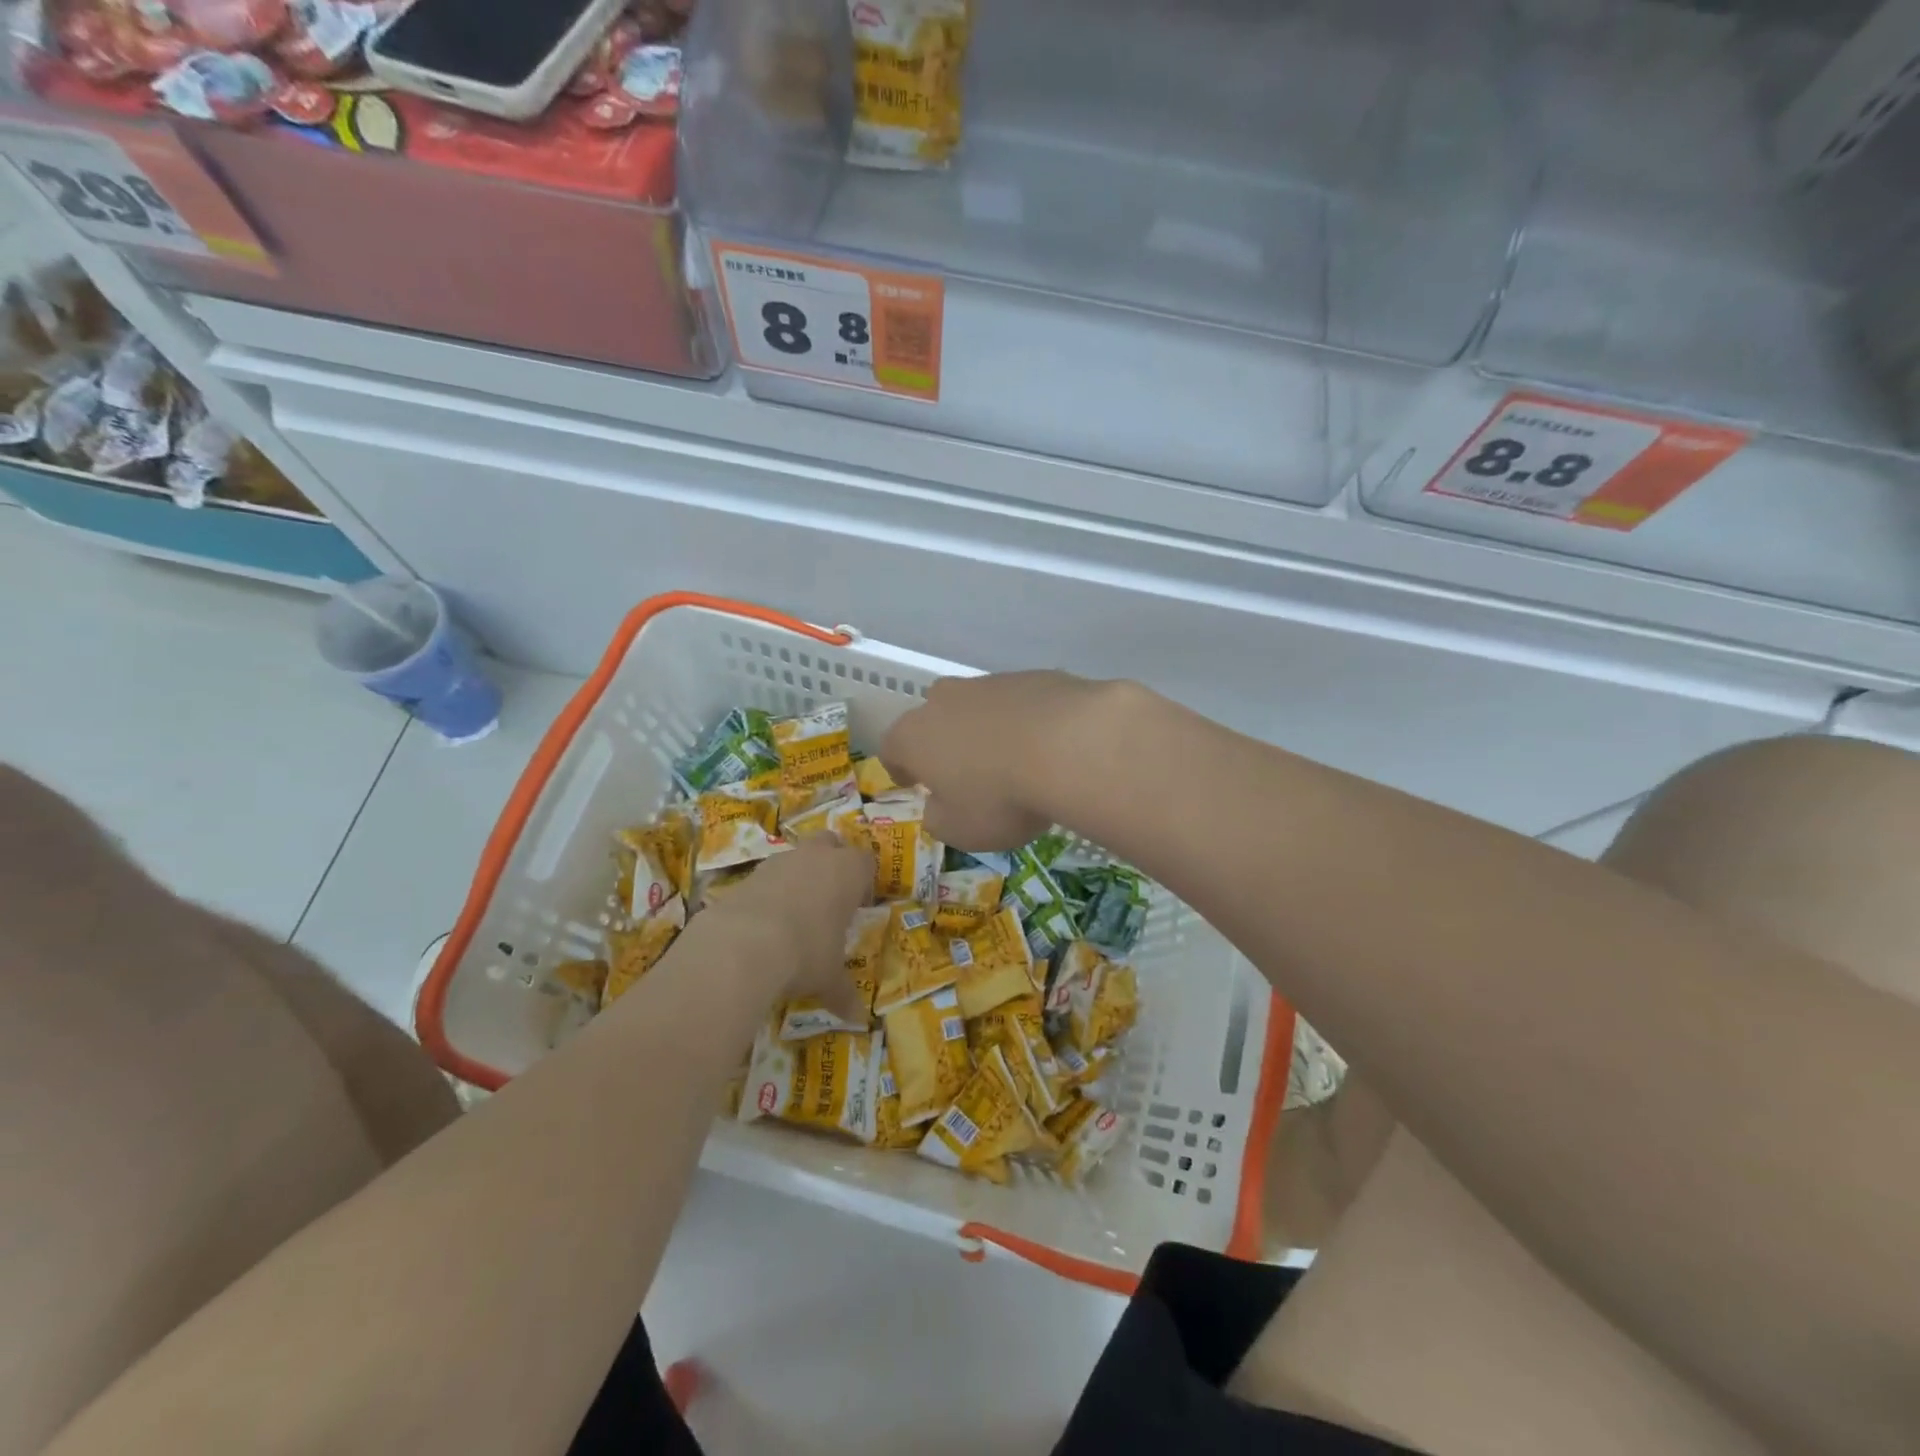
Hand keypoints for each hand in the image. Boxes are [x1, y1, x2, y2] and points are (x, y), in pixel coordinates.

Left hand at [704, 838, 873, 1019]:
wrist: (742, 945)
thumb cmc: (805, 953)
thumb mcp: (829, 978)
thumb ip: (844, 993)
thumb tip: (858, 1019)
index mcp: (848, 871)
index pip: (865, 862)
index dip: (863, 882)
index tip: (858, 907)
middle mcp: (816, 856)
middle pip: (831, 843)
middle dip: (831, 862)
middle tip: (830, 898)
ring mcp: (780, 861)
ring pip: (796, 856)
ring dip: (798, 876)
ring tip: (794, 914)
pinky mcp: (748, 874)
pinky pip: (766, 876)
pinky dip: (769, 892)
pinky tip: (764, 923)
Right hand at [880, 671, 1134, 850]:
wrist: (1071, 746)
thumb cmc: (1000, 797)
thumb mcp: (960, 830)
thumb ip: (939, 819)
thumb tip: (939, 807)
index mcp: (914, 735)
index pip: (892, 748)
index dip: (900, 768)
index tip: (913, 784)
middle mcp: (945, 700)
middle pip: (934, 719)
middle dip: (944, 743)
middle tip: (964, 773)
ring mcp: (990, 683)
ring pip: (977, 708)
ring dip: (986, 731)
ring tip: (1012, 763)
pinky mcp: (1033, 676)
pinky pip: (1019, 704)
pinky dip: (1025, 722)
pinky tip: (1047, 748)